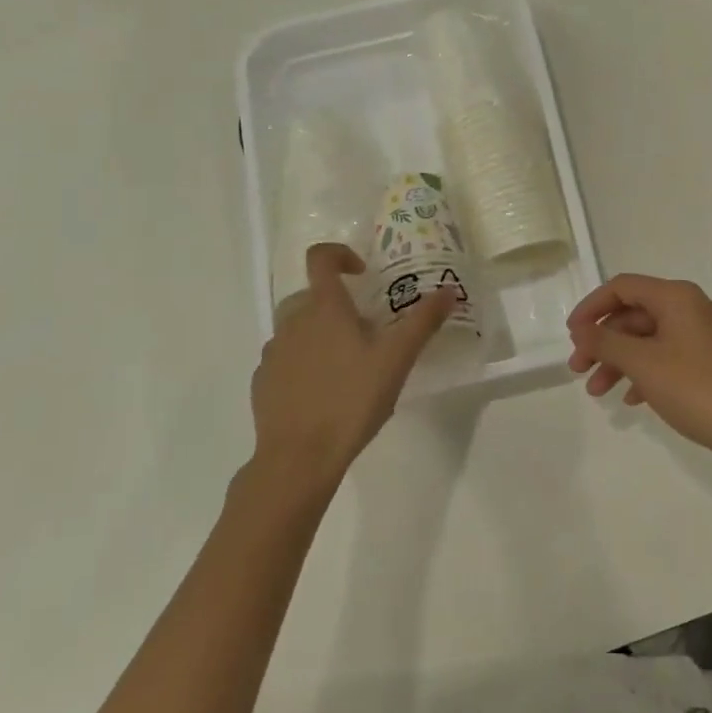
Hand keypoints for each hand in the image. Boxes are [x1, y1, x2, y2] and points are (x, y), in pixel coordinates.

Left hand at [248, 243, 454, 488]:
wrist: (298, 457)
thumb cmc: (351, 399)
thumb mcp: (396, 359)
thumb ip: (423, 322)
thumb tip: (448, 290)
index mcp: (323, 308)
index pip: (320, 258)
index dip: (340, 254)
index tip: (362, 274)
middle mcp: (292, 321)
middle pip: (310, 296)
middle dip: (336, 304)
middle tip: (365, 330)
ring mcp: (273, 352)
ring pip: (297, 328)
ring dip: (319, 334)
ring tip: (347, 365)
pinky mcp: (263, 382)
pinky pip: (285, 359)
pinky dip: (302, 363)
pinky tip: (323, 392)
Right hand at [567, 275, 711, 475]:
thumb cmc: (699, 389)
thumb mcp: (644, 364)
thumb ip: (606, 342)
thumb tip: (581, 329)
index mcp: (675, 297)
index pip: (622, 288)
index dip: (591, 307)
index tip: (571, 336)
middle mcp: (690, 308)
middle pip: (633, 314)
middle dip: (602, 340)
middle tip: (579, 370)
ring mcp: (703, 336)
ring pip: (648, 339)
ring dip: (619, 361)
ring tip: (598, 391)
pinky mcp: (711, 362)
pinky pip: (666, 357)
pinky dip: (644, 373)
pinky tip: (631, 400)